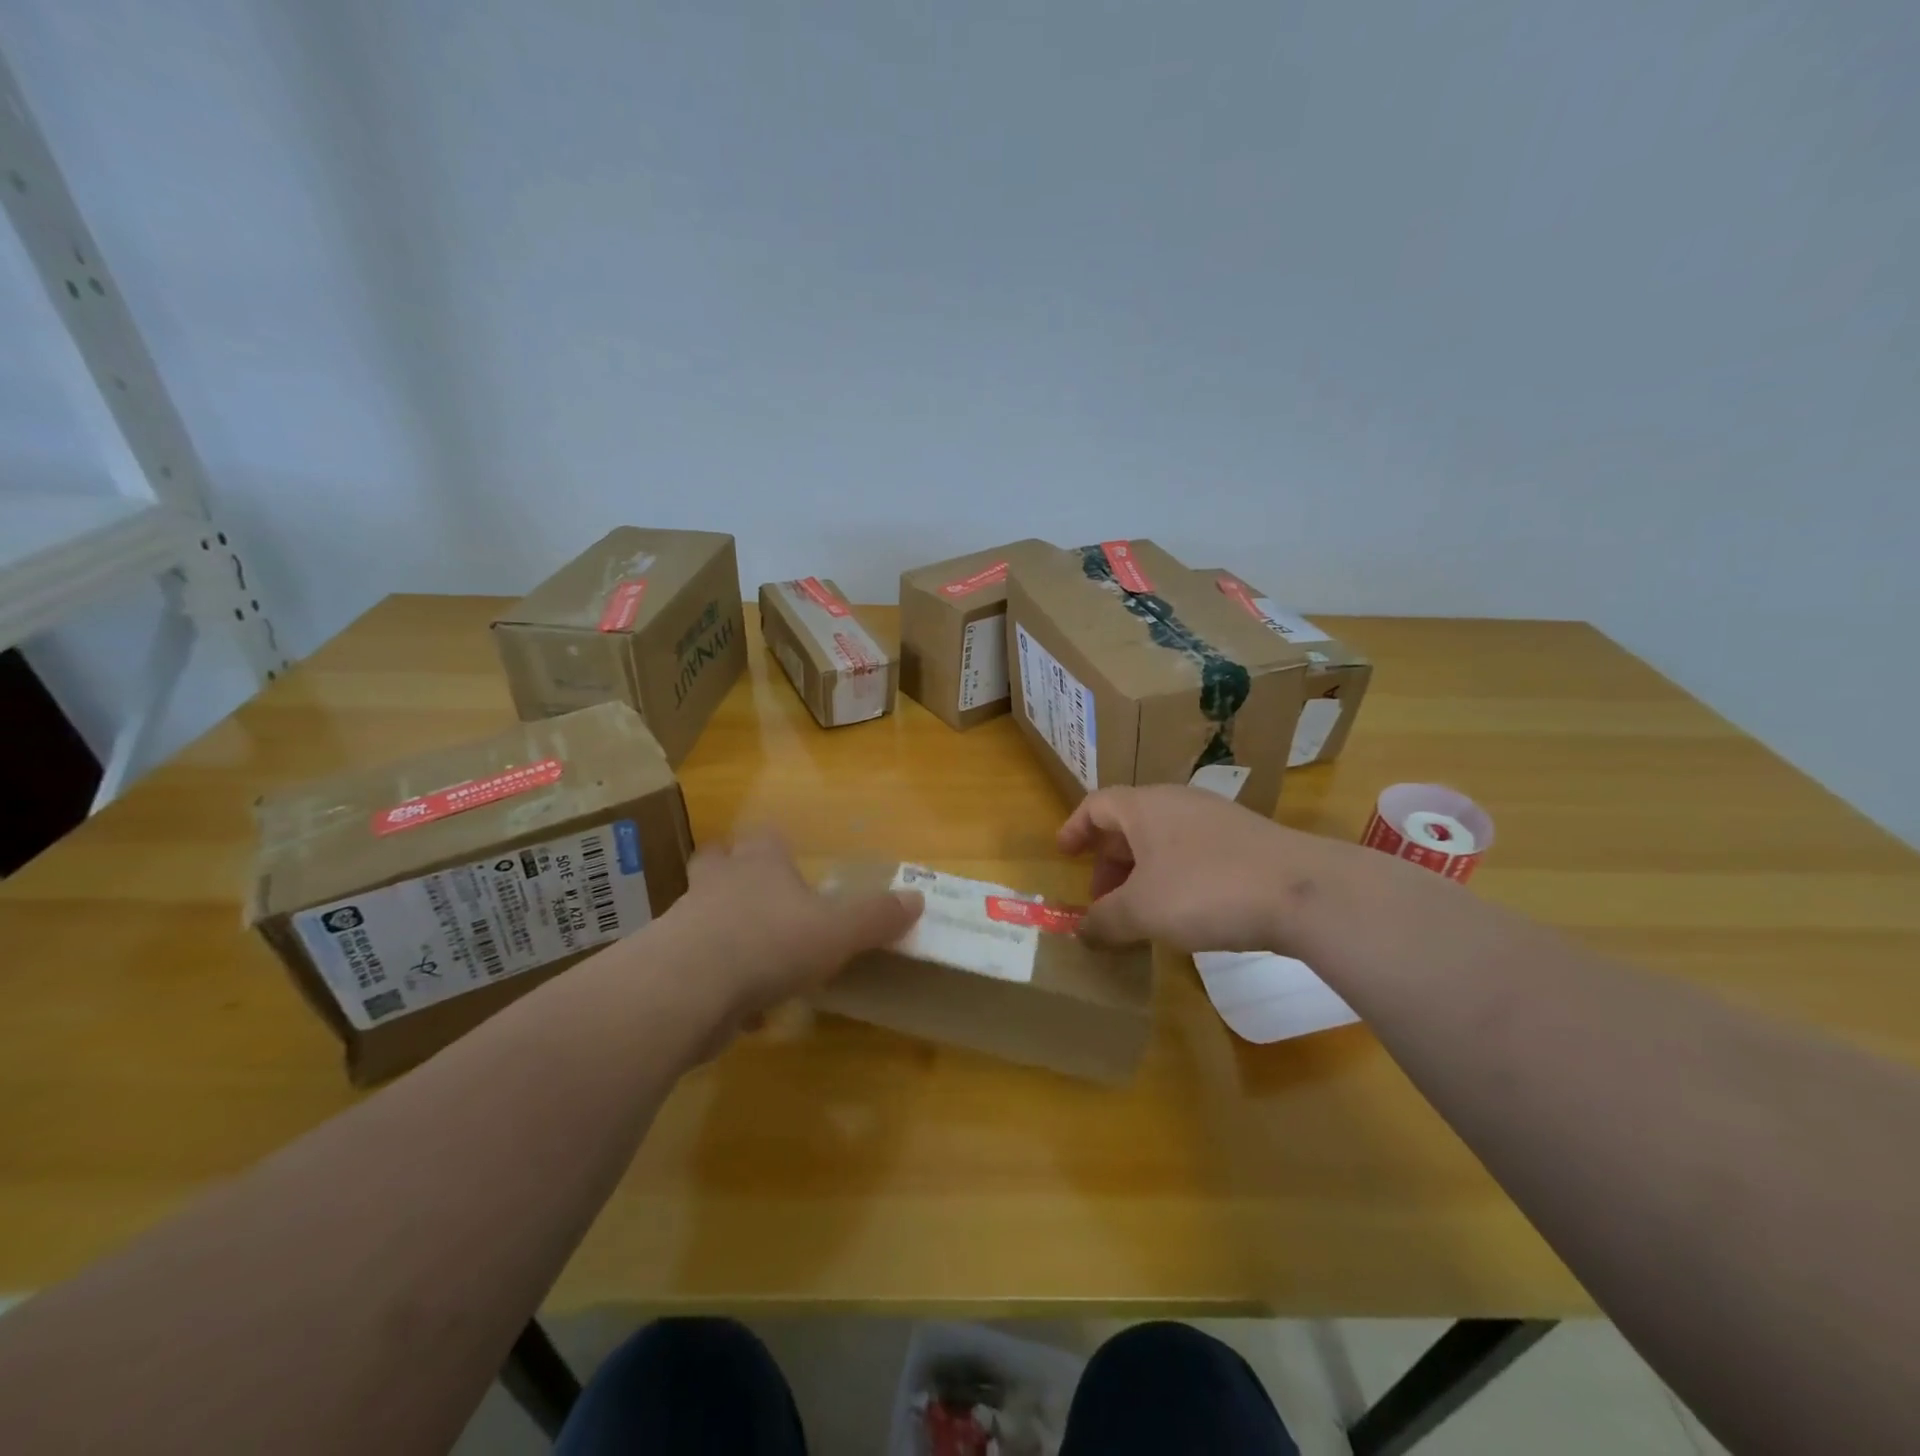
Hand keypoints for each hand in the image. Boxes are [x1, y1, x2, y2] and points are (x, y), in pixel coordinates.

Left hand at [656, 832, 922, 1026]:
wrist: (689, 987)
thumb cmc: (771, 942)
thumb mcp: (838, 930)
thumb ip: (876, 916)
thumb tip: (917, 898)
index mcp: (761, 864)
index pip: (765, 837)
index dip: (776, 845)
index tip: (788, 859)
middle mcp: (720, 883)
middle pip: (717, 862)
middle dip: (733, 873)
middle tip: (756, 896)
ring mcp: (686, 922)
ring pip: (702, 914)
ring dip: (724, 931)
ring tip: (756, 960)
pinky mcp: (668, 965)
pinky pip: (696, 968)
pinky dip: (717, 984)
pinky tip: (742, 1012)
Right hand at [1057, 784, 1353, 952]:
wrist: (1302, 891)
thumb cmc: (1205, 890)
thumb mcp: (1143, 910)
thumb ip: (1105, 920)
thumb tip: (1082, 931)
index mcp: (1145, 807)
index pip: (1096, 805)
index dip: (1074, 828)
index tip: (1063, 854)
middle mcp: (1177, 802)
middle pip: (1129, 823)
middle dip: (1108, 860)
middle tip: (1100, 897)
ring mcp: (1215, 819)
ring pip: (1162, 839)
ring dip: (1141, 872)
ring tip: (1138, 910)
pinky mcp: (1245, 842)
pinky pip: (1191, 852)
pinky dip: (1172, 876)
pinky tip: (1182, 911)